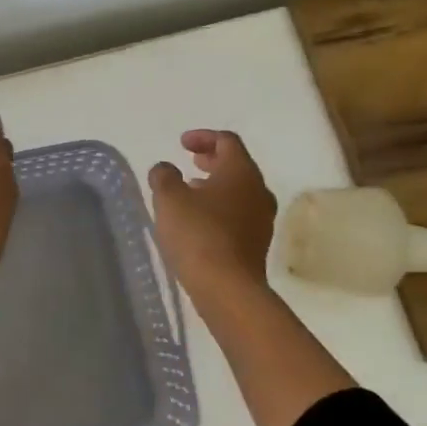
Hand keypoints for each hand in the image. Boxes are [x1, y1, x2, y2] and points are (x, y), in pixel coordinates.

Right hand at [148, 130, 277, 300]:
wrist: (227, 288)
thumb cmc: (198, 234)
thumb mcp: (169, 199)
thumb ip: (164, 176)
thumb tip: (165, 168)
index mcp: (241, 172)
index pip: (227, 141)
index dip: (203, 137)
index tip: (182, 143)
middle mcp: (258, 190)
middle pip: (237, 165)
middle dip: (211, 160)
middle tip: (190, 161)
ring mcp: (262, 218)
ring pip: (239, 191)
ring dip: (216, 185)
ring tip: (191, 191)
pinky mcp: (257, 243)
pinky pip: (239, 213)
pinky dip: (220, 207)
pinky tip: (200, 220)